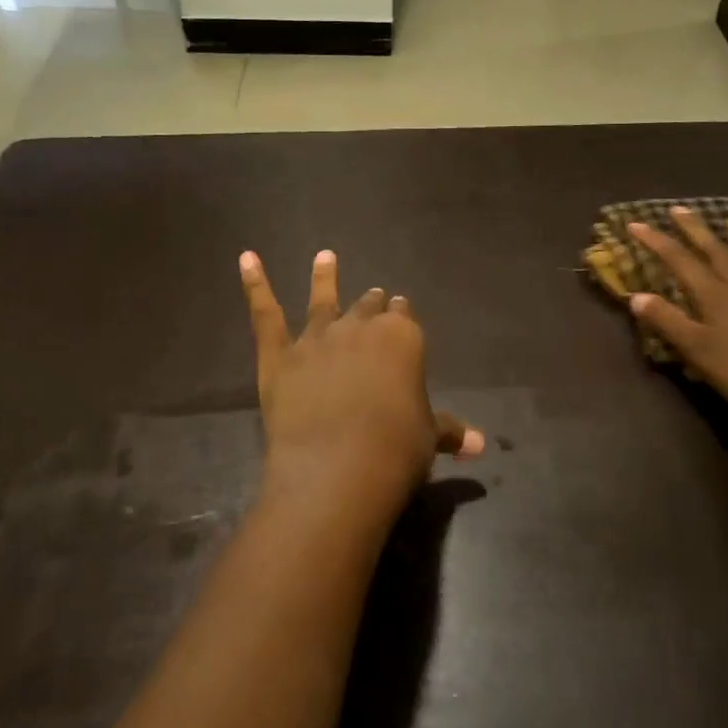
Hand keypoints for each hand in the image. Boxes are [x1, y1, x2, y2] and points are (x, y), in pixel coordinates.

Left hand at [240, 249, 481, 532]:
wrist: (337, 470)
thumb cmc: (396, 451)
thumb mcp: (429, 438)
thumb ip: (450, 431)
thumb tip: (480, 444)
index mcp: (403, 338)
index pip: (404, 316)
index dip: (402, 317)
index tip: (401, 315)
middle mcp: (360, 327)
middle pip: (368, 306)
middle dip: (372, 303)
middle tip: (373, 298)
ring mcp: (317, 338)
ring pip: (323, 300)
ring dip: (325, 277)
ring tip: (325, 257)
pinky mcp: (280, 356)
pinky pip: (266, 314)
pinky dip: (255, 284)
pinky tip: (247, 258)